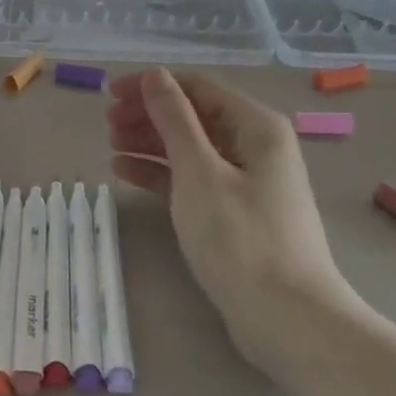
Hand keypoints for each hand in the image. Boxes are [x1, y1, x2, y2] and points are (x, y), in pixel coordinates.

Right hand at [107, 68, 365, 377]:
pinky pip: (193, 180)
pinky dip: (161, 174)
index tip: (110, 94)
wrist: (289, 320)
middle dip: (149, 115)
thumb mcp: (199, 172)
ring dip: (151, 143)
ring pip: (191, 149)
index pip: (198, 87)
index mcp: (257, 126)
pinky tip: (126, 173)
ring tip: (111, 148)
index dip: (153, 85)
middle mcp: (255, 146)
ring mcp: (247, 182)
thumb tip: (156, 75)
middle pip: (195, 116)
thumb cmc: (241, 239)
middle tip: (107, 125)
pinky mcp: (236, 214)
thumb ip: (174, 120)